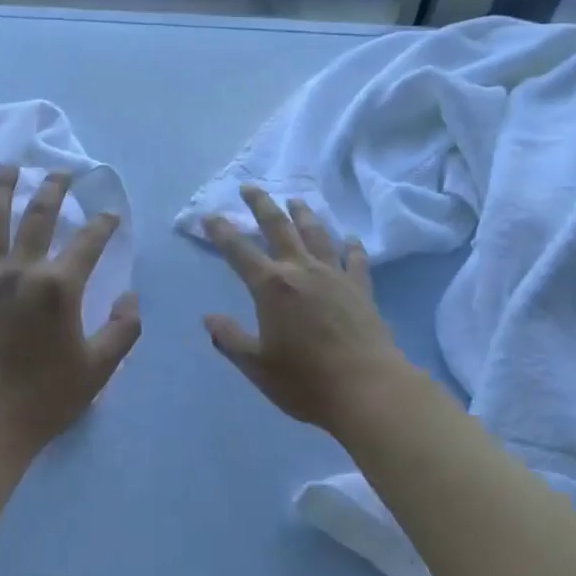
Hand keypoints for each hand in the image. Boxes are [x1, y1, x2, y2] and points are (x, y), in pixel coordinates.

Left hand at [0, 163, 140, 462]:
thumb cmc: (44, 398)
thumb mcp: (99, 369)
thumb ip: (122, 329)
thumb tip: (129, 297)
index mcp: (58, 286)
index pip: (88, 242)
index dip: (103, 224)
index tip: (111, 213)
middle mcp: (20, 270)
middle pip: (38, 218)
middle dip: (53, 190)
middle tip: (61, 171)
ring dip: (1, 192)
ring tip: (8, 167)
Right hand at [203, 185, 411, 435]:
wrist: (367, 389)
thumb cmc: (305, 380)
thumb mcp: (256, 365)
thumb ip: (230, 339)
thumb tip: (208, 319)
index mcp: (272, 287)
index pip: (239, 251)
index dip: (222, 232)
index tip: (209, 215)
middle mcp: (302, 271)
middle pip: (279, 228)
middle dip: (262, 205)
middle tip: (250, 187)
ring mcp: (335, 276)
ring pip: (317, 235)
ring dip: (304, 215)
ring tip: (296, 201)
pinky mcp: (361, 289)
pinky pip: (355, 259)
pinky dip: (351, 246)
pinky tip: (350, 239)